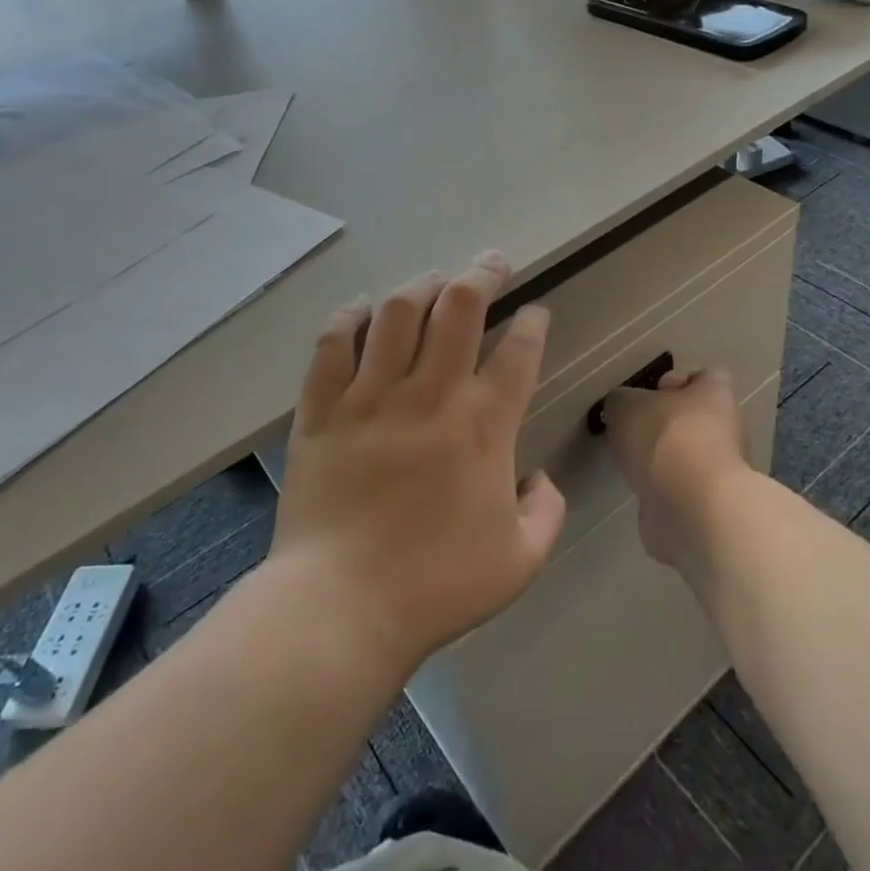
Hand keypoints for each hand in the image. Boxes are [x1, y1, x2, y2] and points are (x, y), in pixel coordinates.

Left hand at [270, 253, 565, 673]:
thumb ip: (547, 511)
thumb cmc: (437, 585)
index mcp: (484, 425)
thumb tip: (542, 478)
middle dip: (482, 274)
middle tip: (493, 262)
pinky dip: (349, 318)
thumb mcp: (521, 561)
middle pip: (459, 307)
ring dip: (422, 286)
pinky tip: (362, 309)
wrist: (341, 608)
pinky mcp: (322, 410)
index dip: (533, 323)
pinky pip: (333, 346)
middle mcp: (431, 394)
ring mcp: (371, 397)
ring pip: (398, 313)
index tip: (536, 312)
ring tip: (434, 280)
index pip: (519, 351)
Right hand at [601, 367, 750, 569]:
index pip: (704, 376)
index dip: (677, 381)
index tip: (649, 393)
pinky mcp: (708, 504)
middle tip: (631, 429)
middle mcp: (726, 428)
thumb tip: (622, 408)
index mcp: (715, 394)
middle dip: (663, 423)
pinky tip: (639, 489)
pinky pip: (681, 486)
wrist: (692, 509)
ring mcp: (720, 470)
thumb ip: (621, 401)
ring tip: (630, 461)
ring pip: (686, 454)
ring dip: (661, 458)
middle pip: (693, 417)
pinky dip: (661, 488)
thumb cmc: (665, 440)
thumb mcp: (625, 406)